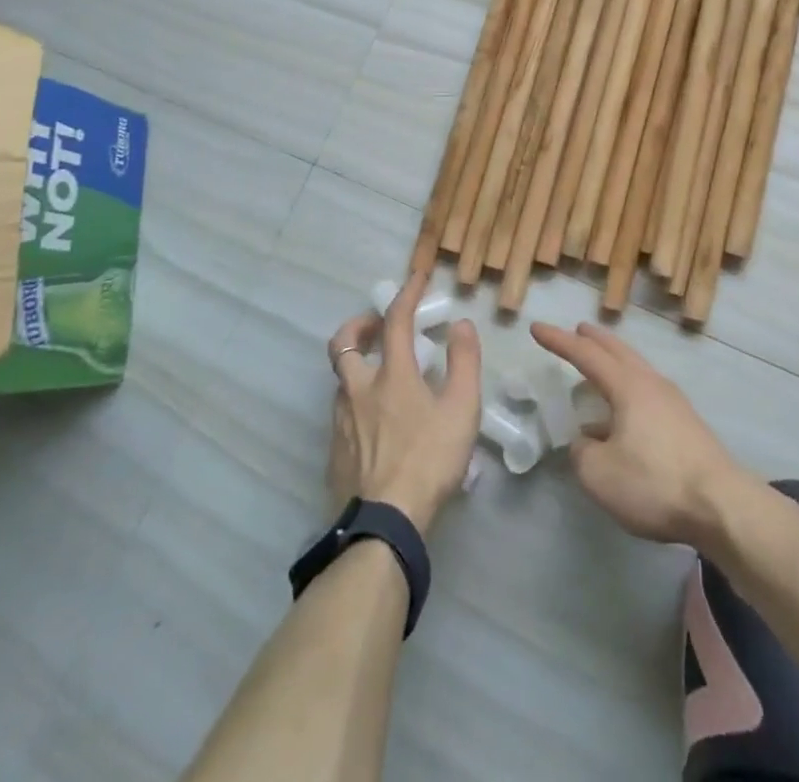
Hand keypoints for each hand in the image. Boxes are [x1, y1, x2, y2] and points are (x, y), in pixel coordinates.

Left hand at [327, 273, 481, 536]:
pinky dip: (355, 400)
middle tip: (377, 326)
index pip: (396, 320)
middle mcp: (358, 390)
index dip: (407, 293)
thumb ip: (464, 363)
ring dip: (357, 365)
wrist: (384, 525)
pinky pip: (341, 412)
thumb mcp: (461, 410)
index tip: (417, 275)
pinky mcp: (334, 452)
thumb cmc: (428, 461)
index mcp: (391, 375)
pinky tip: (373, 421)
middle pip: (343, 344)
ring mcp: (341, 422)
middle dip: (358, 325)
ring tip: (380, 375)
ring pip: (340, 379)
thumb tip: (461, 324)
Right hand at [531, 321, 751, 547]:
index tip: (536, 328)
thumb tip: (587, 441)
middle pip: (619, 352)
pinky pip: (648, 395)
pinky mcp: (687, 426)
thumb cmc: (655, 482)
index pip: (586, 355)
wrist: (722, 506)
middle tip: (579, 330)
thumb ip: (582, 452)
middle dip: (595, 340)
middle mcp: (652, 385)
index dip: (559, 341)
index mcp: (628, 387)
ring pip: (637, 371)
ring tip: (597, 372)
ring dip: (614, 364)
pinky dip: (627, 391)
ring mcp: (674, 404)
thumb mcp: (600, 474)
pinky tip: (621, 420)